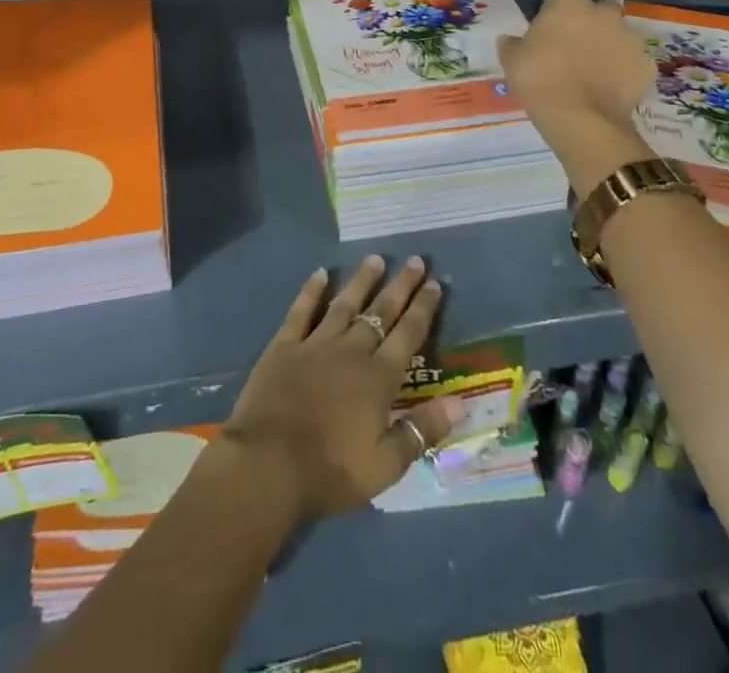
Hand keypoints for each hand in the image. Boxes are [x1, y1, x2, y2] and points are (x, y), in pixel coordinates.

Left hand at [221, 256, 456, 521]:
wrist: (268, 465)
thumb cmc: (330, 471)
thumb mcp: (386, 466)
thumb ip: (422, 431)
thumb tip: (460, 403)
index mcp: (378, 378)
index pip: (408, 335)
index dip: (423, 308)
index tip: (435, 283)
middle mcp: (351, 351)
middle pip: (381, 312)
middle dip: (400, 286)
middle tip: (415, 260)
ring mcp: (315, 344)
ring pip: (345, 304)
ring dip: (362, 280)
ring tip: (376, 258)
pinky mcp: (284, 345)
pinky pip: (302, 310)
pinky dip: (312, 290)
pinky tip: (321, 273)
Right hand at [498, 0, 657, 195]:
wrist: (580, 117)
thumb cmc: (539, 78)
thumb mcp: (511, 59)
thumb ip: (512, 44)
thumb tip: (510, 40)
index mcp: (569, 2)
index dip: (554, 17)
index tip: (546, 37)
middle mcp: (604, 13)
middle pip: (597, 13)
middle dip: (589, 26)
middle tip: (572, 52)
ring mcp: (630, 38)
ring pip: (618, 37)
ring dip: (608, 48)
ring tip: (592, 74)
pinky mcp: (647, 66)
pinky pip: (632, 64)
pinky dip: (624, 72)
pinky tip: (608, 90)